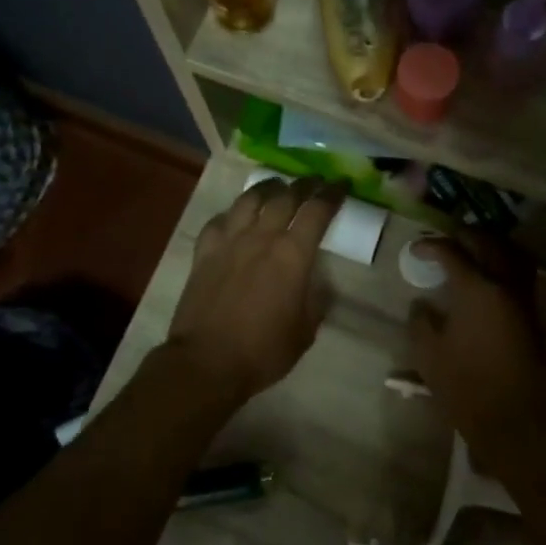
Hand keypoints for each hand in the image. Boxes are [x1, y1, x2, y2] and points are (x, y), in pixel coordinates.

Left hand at [164, 176, 345, 406]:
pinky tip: (235, 217)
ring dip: (267, 189)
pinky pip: (219, 221)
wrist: (207, 362)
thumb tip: (317, 285)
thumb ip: (315, 301)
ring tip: (276, 187)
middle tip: (313, 182)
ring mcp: (229, 242)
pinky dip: (232, 213)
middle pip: (284, 197)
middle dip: (303, 185)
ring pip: (249, 200)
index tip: (342, 185)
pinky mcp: (203, 253)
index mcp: (292, 255)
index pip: (317, 211)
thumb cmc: (263, 351)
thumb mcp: (305, 331)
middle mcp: (261, 238)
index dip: (332, 194)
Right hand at [406, 233, 545, 462]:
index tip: (416, 250)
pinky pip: (524, 277)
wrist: (514, 417)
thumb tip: (422, 304)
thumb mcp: (428, 354)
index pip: (453, 252)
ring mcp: (526, 300)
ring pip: (515, 255)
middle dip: (467, 235)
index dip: (431, 246)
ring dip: (494, 246)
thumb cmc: (465, 385)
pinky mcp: (536, 318)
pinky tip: (493, 280)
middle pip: (489, 243)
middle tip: (448, 240)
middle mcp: (506, 285)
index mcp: (476, 289)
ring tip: (475, 251)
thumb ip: (421, 321)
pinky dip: (508, 266)